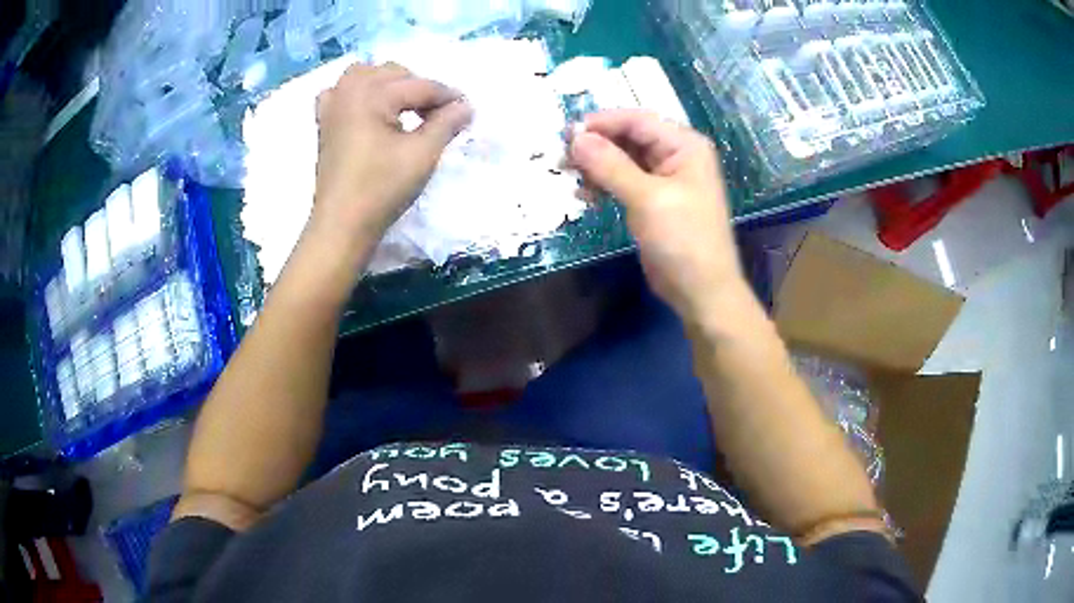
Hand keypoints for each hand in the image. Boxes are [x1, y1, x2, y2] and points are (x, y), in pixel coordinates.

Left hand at [309, 62, 472, 261]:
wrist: (342, 225)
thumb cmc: (382, 189)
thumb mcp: (422, 155)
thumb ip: (446, 123)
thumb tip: (466, 106)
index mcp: (372, 94)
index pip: (420, 86)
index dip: (447, 97)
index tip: (467, 110)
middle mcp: (349, 91)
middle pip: (394, 73)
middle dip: (419, 88)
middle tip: (437, 116)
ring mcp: (332, 105)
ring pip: (365, 75)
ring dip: (389, 84)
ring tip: (404, 107)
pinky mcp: (324, 122)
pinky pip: (340, 92)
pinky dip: (357, 93)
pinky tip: (367, 109)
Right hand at [569, 109, 746, 323]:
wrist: (701, 291)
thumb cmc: (683, 240)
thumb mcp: (647, 199)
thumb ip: (611, 165)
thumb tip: (575, 138)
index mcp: (684, 146)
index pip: (637, 120)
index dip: (602, 123)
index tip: (566, 133)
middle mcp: (675, 155)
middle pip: (628, 137)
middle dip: (595, 145)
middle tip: (562, 157)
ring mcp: (664, 178)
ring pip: (621, 159)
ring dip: (595, 166)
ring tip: (568, 177)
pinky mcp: (652, 200)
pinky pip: (622, 181)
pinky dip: (602, 184)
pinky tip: (584, 195)